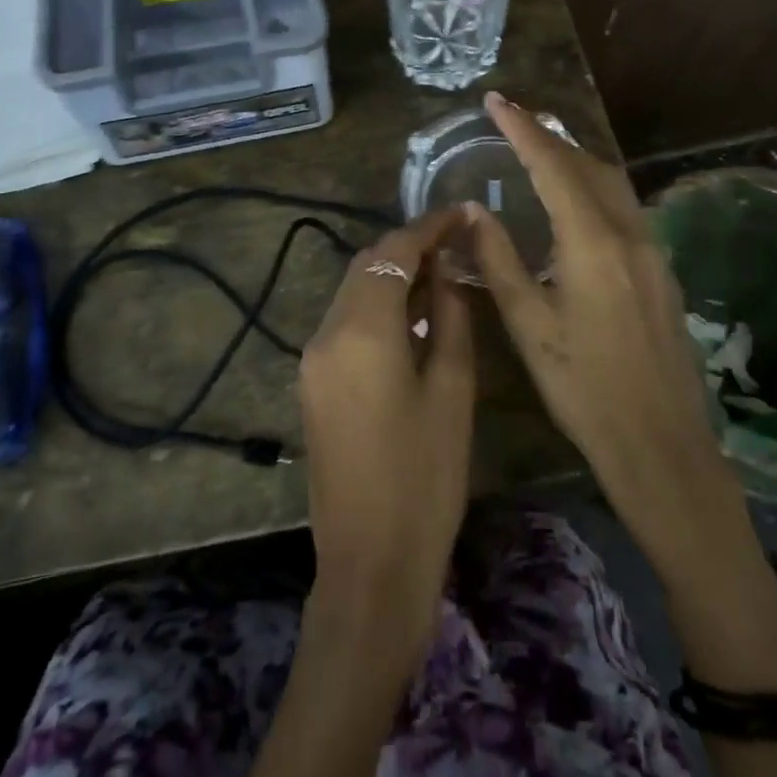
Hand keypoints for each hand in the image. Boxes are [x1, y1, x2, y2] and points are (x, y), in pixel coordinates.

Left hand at [298, 208, 475, 659]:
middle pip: (365, 265)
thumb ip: (449, 318)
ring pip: (353, 292)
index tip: (463, 213)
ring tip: (442, 274)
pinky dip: (377, 306)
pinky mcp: (313, 383)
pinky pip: (346, 323)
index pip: (392, 251)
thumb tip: (448, 273)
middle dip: (408, 247)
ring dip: (392, 275)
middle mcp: (325, 333)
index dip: (429, 226)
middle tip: (457, 243)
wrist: (370, 563)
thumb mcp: (452, 391)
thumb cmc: (425, 478)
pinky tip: (412, 316)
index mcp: (361, 329)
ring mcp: (312, 359)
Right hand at [468, 93, 743, 571]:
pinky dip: (594, 187)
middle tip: (513, 119)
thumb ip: (499, 259)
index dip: (522, 129)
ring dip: (575, 159)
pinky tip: (575, 202)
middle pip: (589, 165)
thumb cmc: (583, 388)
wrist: (661, 444)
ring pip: (612, 183)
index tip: (495, 100)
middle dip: (550, 136)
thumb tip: (473, 210)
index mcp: (593, 242)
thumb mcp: (529, 325)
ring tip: (539, 149)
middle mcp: (630, 234)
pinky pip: (625, 208)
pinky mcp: (662, 271)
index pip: (553, 166)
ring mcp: (653, 251)